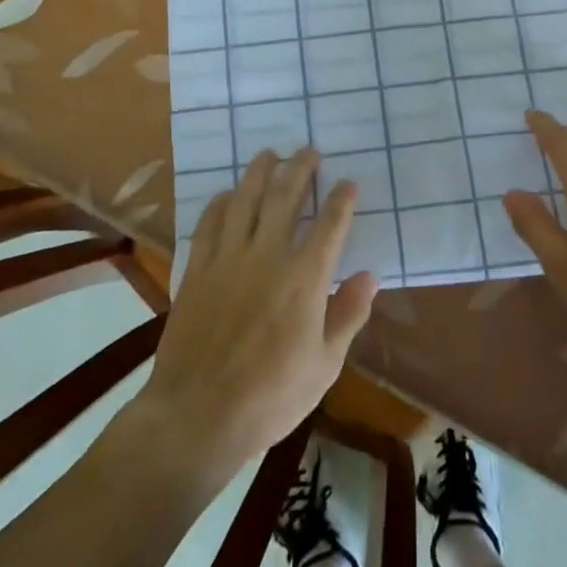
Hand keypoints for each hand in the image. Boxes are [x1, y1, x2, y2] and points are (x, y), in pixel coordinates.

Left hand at [138, 149, 377, 477]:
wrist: (198, 415)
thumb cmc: (270, 397)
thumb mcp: (324, 365)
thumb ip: (347, 315)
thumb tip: (369, 276)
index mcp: (304, 279)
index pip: (329, 225)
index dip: (341, 200)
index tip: (348, 183)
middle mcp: (267, 257)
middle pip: (285, 198)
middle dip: (300, 170)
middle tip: (308, 151)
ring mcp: (227, 260)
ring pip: (245, 201)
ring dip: (259, 173)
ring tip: (269, 154)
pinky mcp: (197, 271)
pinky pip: (209, 224)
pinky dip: (221, 203)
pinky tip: (228, 194)